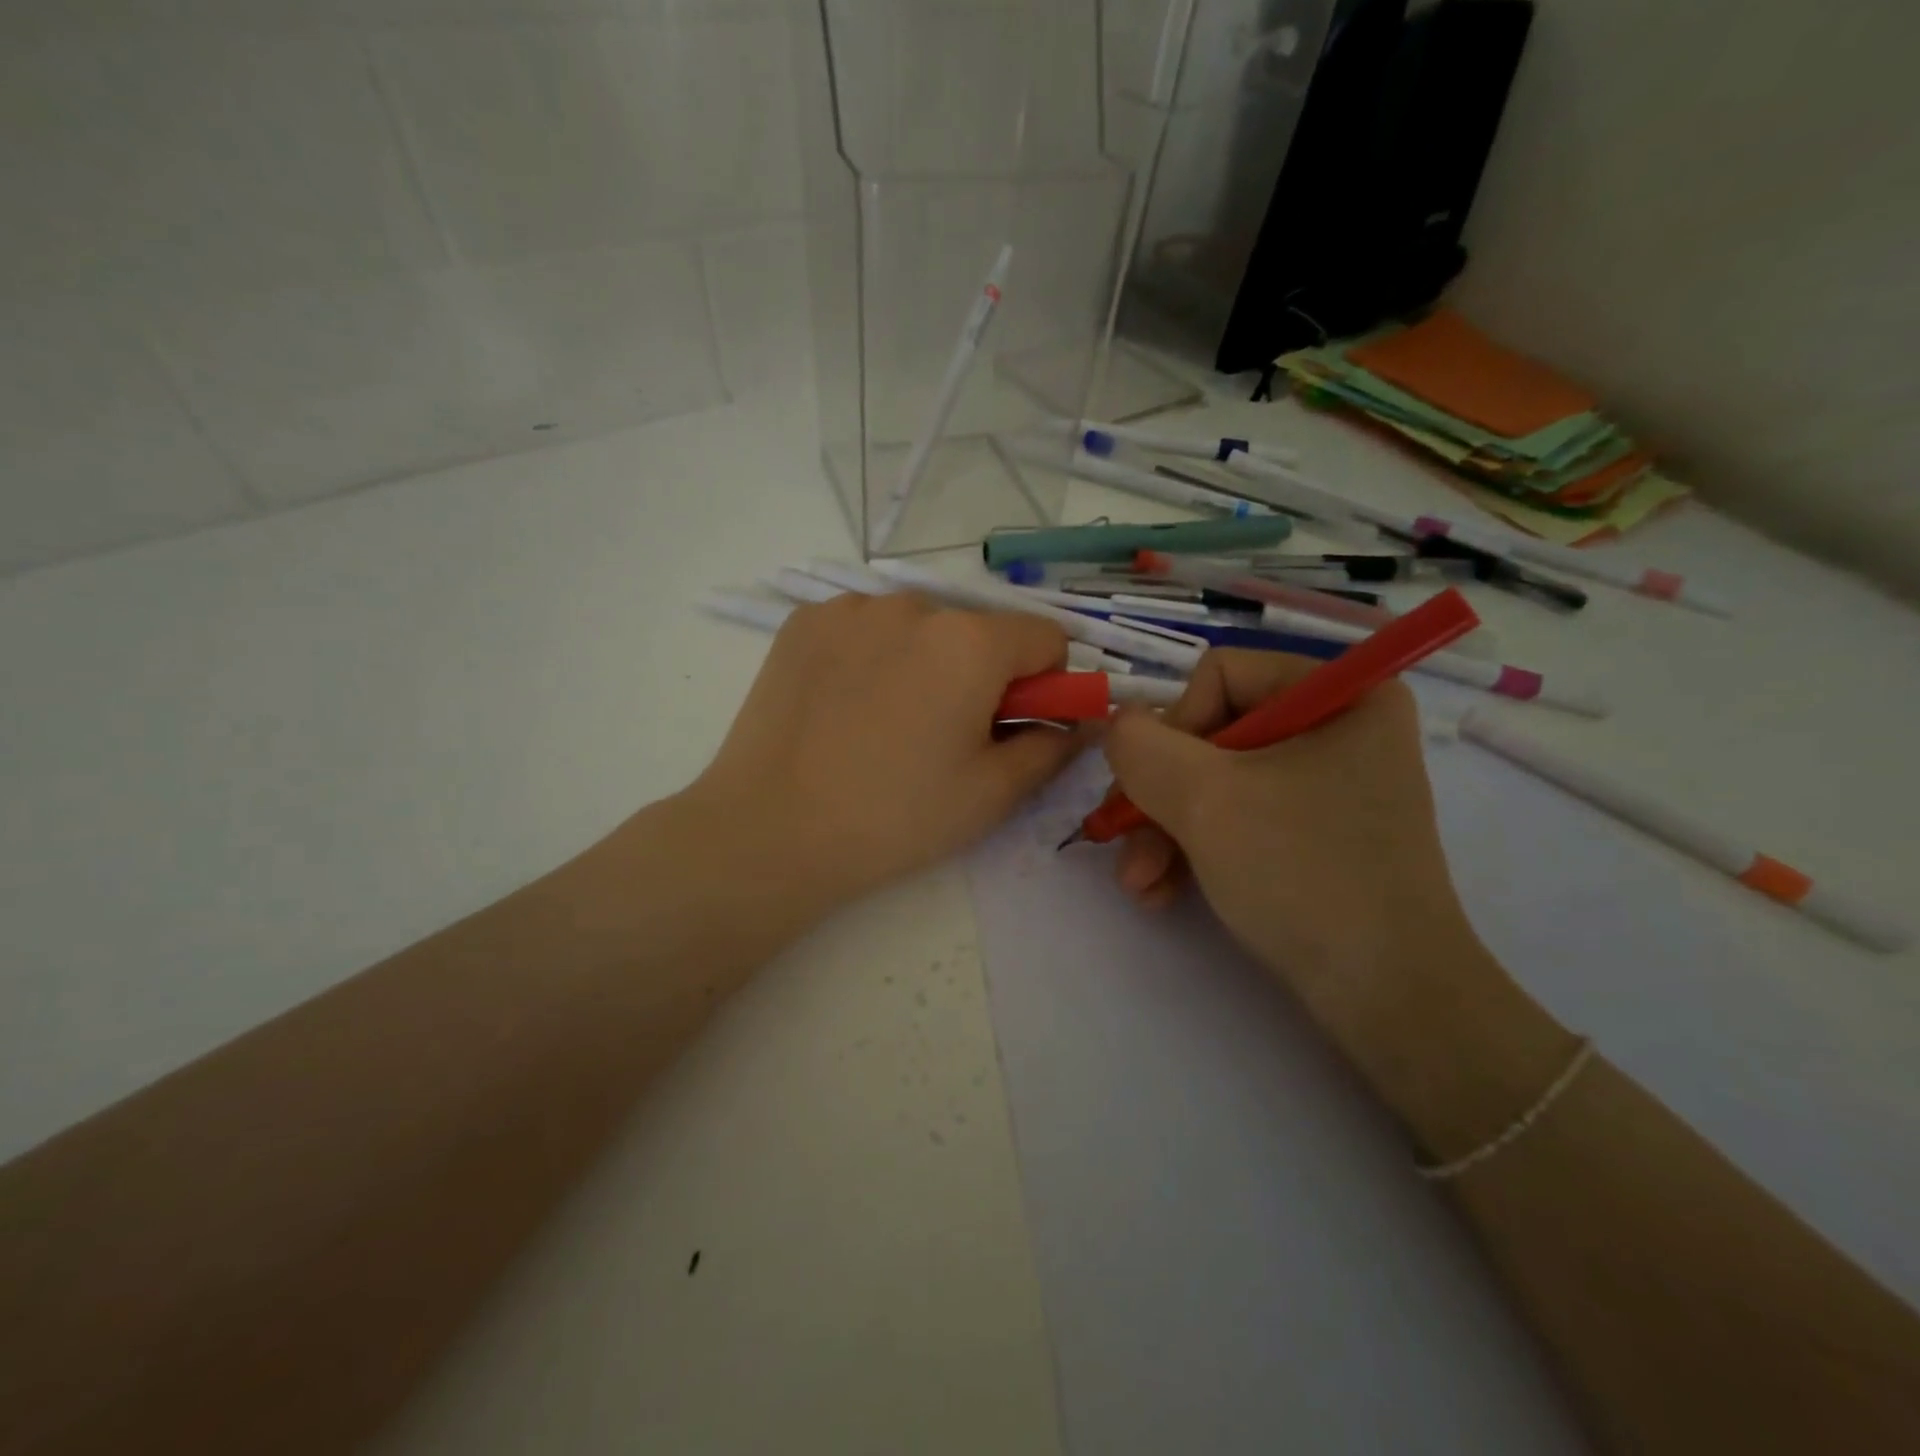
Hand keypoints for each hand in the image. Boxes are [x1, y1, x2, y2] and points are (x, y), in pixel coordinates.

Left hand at [683, 591, 1085, 914]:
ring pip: (919, 627)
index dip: (1044, 684)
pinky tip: (844, 707)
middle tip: (944, 737)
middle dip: (980, 674)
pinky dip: (871, 656)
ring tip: (886, 724)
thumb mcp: (991, 794)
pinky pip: (865, 627)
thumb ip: (1052, 747)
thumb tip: (1080, 721)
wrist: (770, 830)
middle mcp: (914, 605)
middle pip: (978, 632)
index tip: (1012, 726)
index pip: (1045, 638)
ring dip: (923, 662)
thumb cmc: (895, 817)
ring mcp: (851, 608)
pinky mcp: (805, 622)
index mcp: (970, 642)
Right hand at [1100, 649, 1494, 1070]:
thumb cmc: (1302, 875)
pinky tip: (1162, 893)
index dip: (1173, 729)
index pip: (1219, 676)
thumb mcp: (1204, 799)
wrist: (1387, 998)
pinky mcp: (1315, 834)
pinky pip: (1238, 819)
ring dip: (1163, 831)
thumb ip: (1140, 746)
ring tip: (1139, 884)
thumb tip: (1117, 724)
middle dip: (1158, 797)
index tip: (1154, 789)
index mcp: (1340, 693)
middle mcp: (1338, 729)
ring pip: (1214, 783)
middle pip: (1210, 735)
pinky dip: (1193, 851)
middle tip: (1123, 846)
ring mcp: (1327, 785)